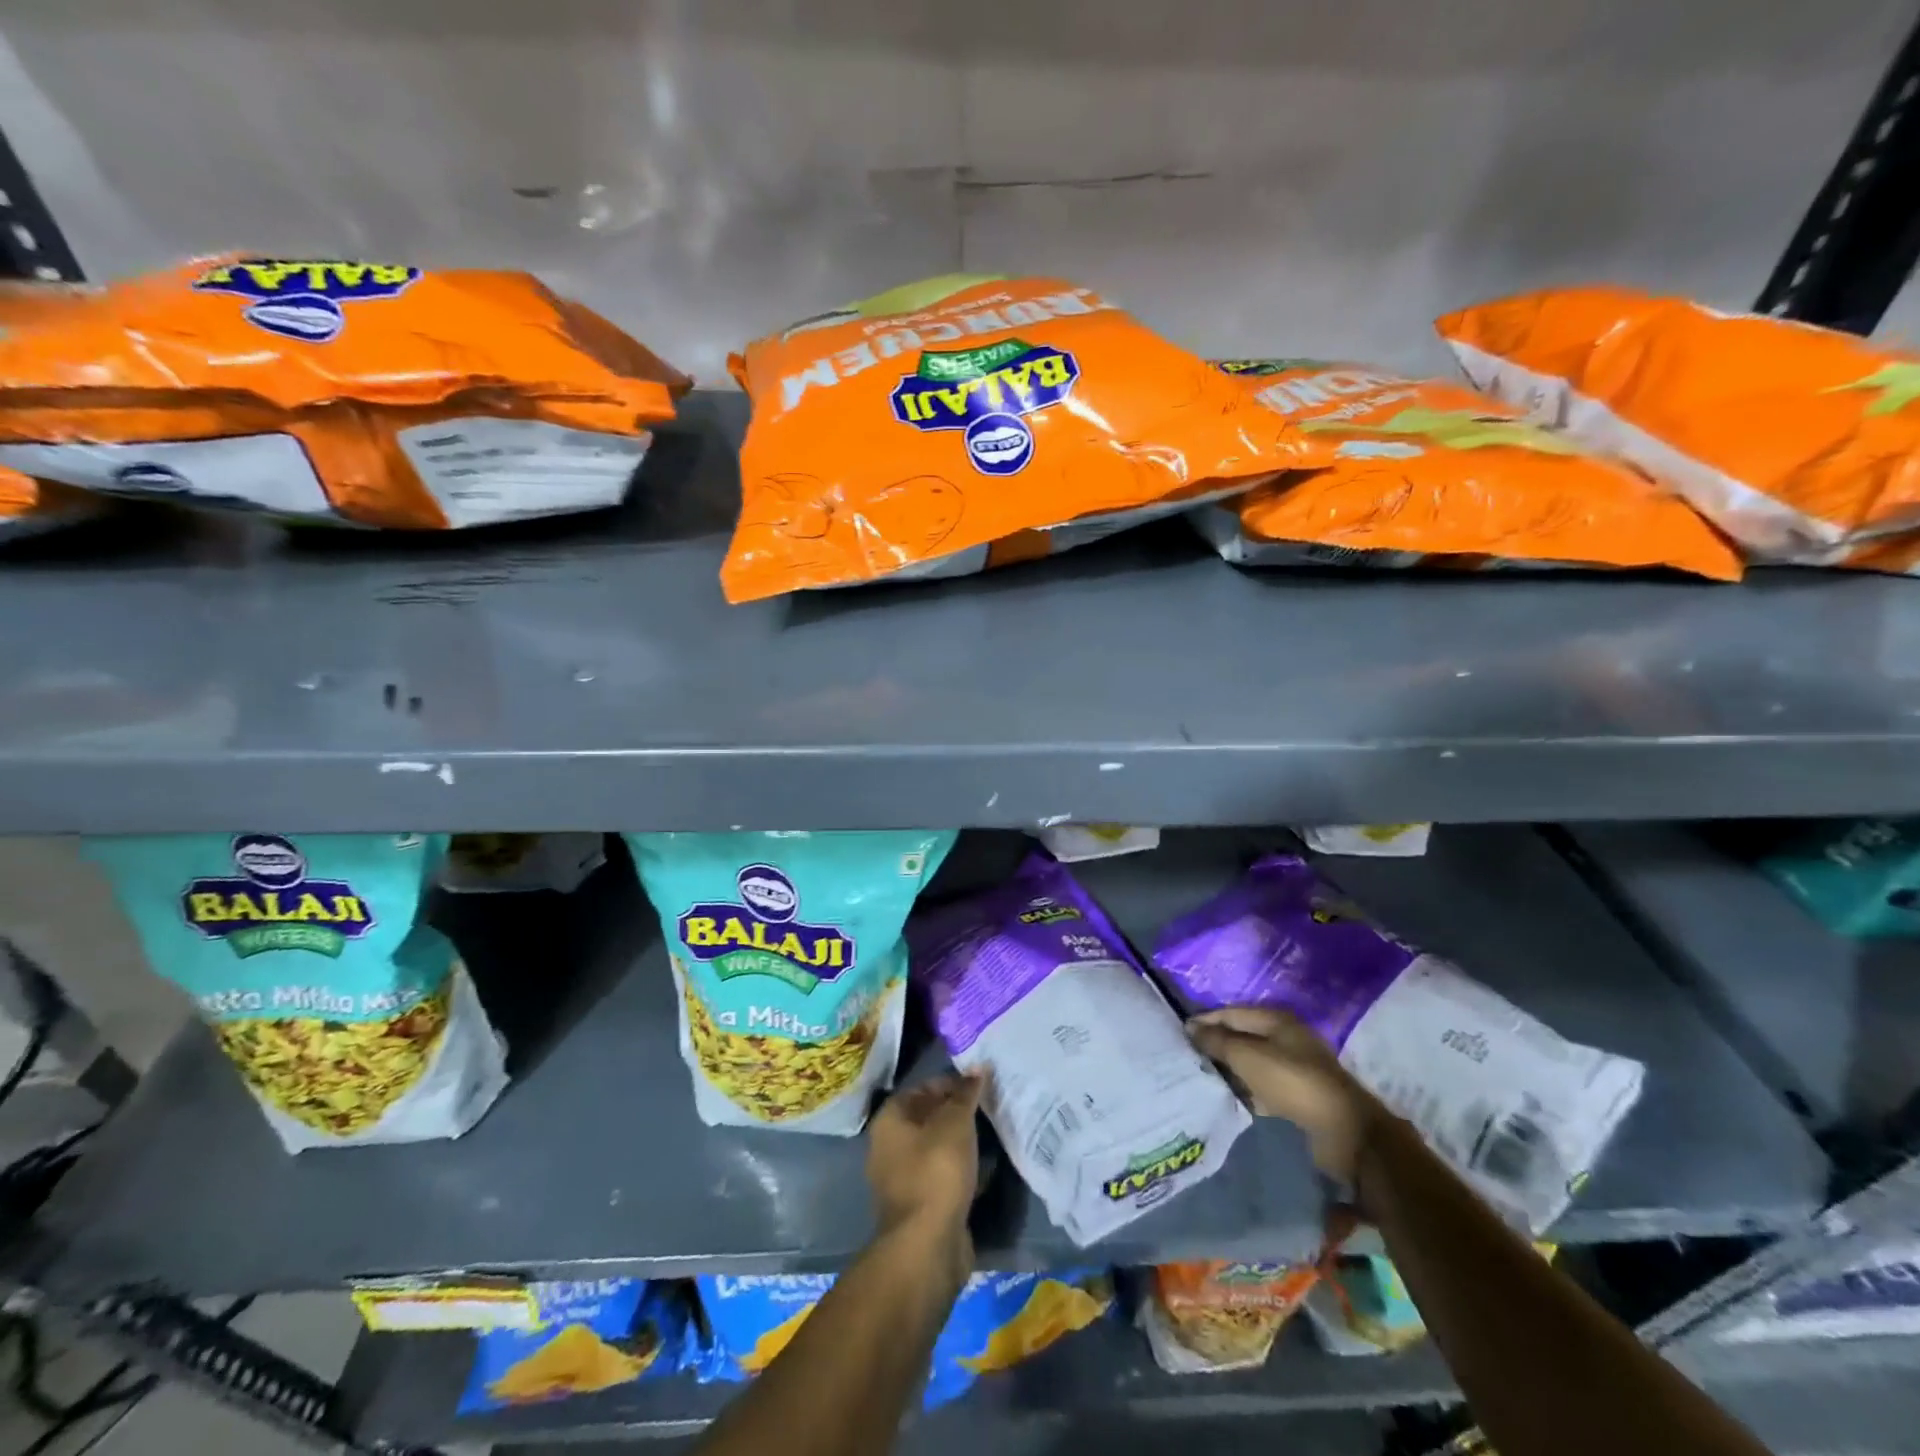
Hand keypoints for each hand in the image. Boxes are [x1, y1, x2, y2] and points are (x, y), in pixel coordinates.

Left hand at [866, 1073, 982, 1276]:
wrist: (927, 1246)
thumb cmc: (936, 1171)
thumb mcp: (955, 1123)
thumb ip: (966, 1094)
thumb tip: (977, 1067)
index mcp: (890, 1120)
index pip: (923, 1088)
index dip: (952, 1083)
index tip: (981, 1085)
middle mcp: (890, 1146)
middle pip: (929, 1118)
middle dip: (959, 1113)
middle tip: (990, 1107)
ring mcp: (904, 1179)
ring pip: (938, 1149)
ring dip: (962, 1143)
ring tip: (994, 1134)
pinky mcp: (921, 1206)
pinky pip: (944, 1176)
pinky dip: (963, 1170)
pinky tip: (987, 1168)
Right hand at [1189, 1006, 1388, 1185]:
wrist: (1344, 1130)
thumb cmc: (1292, 1082)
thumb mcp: (1247, 1057)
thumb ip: (1217, 1041)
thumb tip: (1191, 1027)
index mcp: (1275, 1019)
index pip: (1230, 1013)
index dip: (1205, 1021)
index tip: (1179, 1035)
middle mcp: (1285, 1037)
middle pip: (1241, 1037)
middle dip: (1215, 1046)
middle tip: (1187, 1058)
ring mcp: (1293, 1066)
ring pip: (1251, 1062)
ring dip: (1229, 1070)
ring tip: (1203, 1079)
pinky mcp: (1298, 1094)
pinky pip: (1263, 1085)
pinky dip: (1246, 1090)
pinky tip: (1230, 1099)